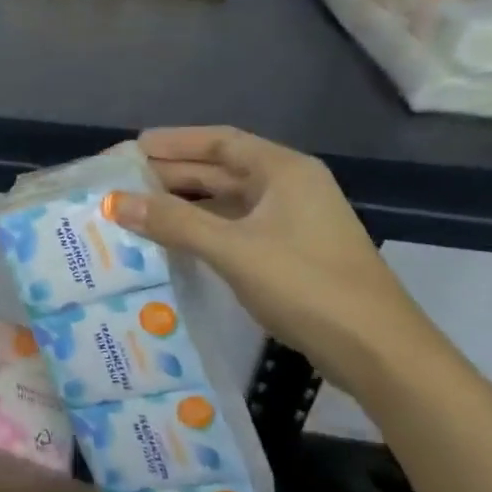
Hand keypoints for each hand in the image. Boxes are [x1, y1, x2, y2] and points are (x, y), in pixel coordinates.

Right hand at [109, 126, 440, 387]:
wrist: (377, 351)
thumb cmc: (306, 286)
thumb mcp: (233, 250)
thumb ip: (173, 223)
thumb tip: (113, 201)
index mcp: (284, 171)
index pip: (220, 141)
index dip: (173, 141)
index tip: (130, 149)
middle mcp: (289, 187)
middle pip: (221, 169)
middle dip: (172, 174)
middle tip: (121, 182)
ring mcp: (292, 221)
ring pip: (227, 201)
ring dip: (184, 204)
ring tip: (136, 209)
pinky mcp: (290, 253)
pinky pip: (235, 228)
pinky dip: (202, 229)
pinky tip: (172, 241)